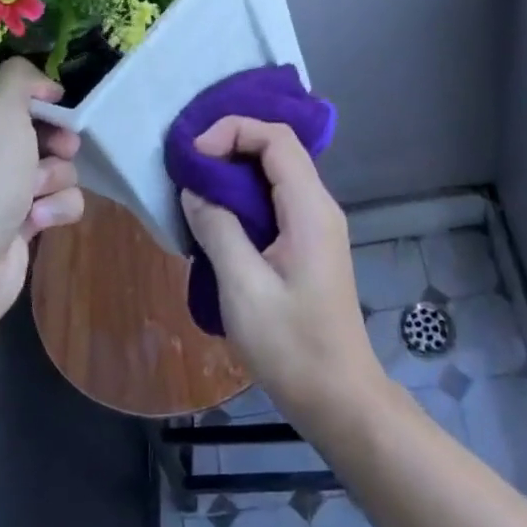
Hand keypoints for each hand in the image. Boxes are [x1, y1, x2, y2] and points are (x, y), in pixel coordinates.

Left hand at [0, 59, 83, 325]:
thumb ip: (21, 78)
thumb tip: (43, 86)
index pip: (5, 86)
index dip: (34, 94)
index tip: (53, 101)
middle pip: (37, 124)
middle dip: (55, 139)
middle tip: (60, 148)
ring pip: (53, 162)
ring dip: (55, 176)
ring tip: (37, 195)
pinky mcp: (16, 219)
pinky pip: (55, 198)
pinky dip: (55, 207)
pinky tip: (39, 221)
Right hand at [179, 118, 384, 432]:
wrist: (338, 395)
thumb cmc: (292, 346)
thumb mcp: (243, 288)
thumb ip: (218, 229)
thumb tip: (195, 189)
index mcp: (310, 209)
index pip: (276, 139)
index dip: (234, 131)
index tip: (194, 156)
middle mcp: (319, 206)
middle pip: (278, 149)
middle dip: (231, 145)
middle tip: (188, 167)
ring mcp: (317, 225)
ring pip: (276, 174)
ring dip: (235, 172)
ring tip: (195, 188)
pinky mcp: (309, 243)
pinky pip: (276, 200)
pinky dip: (245, 196)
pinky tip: (217, 217)